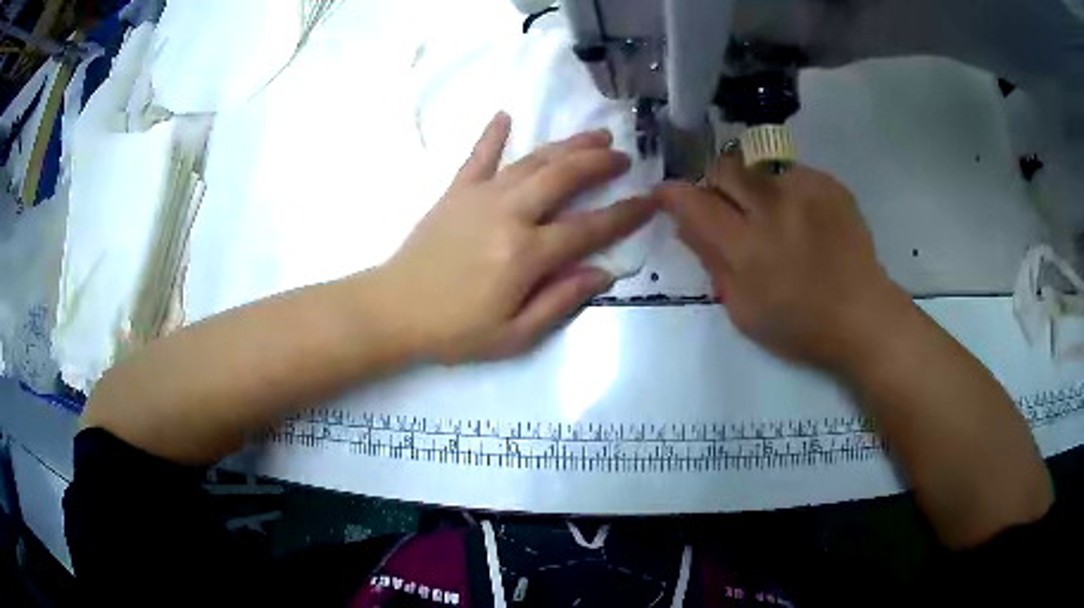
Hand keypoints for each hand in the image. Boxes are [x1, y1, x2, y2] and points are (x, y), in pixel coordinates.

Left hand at [381, 112, 657, 362]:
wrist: (393, 310)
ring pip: (532, 161)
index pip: (589, 227)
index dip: (625, 214)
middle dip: (599, 162)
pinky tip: (506, 115)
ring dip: (566, 144)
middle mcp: (509, 214)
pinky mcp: (455, 192)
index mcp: (526, 253)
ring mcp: (480, 197)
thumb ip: (561, 301)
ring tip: (594, 135)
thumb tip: (604, 273)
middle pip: (564, 177)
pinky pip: (477, 156)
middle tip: (624, 155)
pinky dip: (492, 135)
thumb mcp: (515, 335)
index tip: (652, 200)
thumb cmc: (455, 330)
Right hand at [659, 150, 905, 369]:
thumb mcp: (743, 310)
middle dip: (716, 183)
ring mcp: (805, 190)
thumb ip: (712, 262)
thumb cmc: (800, 325)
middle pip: (725, 167)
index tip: (667, 194)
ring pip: (758, 166)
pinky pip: (792, 173)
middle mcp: (773, 208)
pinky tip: (803, 220)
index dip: (674, 194)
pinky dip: (787, 192)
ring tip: (775, 217)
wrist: (862, 315)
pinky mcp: (829, 184)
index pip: (695, 203)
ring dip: (754, 187)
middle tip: (728, 208)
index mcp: (747, 247)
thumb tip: (687, 224)